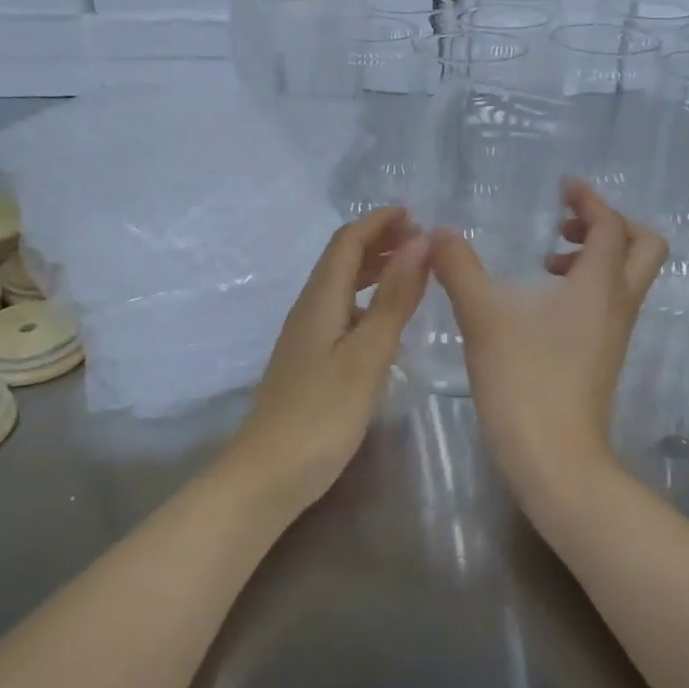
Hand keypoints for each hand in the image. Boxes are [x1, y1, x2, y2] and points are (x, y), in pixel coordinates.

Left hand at [225, 207, 429, 510]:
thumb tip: (419, 243)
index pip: (346, 243)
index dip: (377, 222)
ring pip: (340, 288)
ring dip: (372, 270)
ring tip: (410, 271)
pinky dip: (366, 302)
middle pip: (340, 261)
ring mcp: (305, 339)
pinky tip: (385, 320)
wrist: (268, 474)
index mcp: (320, 301)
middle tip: (420, 240)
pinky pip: (340, 314)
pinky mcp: (309, 363)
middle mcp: (308, 311)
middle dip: (377, 241)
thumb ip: (393, 299)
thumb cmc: (322, 414)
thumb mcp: (367, 354)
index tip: (414, 213)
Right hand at [431, 180, 665, 496]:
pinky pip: (609, 305)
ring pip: (626, 278)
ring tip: (545, 264)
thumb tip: (439, 233)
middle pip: (643, 247)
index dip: (590, 200)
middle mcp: (618, 304)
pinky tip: (540, 306)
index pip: (610, 225)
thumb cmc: (523, 378)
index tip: (563, 187)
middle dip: (610, 226)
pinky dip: (586, 288)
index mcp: (599, 284)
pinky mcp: (603, 358)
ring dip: (596, 258)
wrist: (553, 456)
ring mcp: (615, 334)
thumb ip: (459, 268)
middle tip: (564, 226)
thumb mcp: (483, 316)